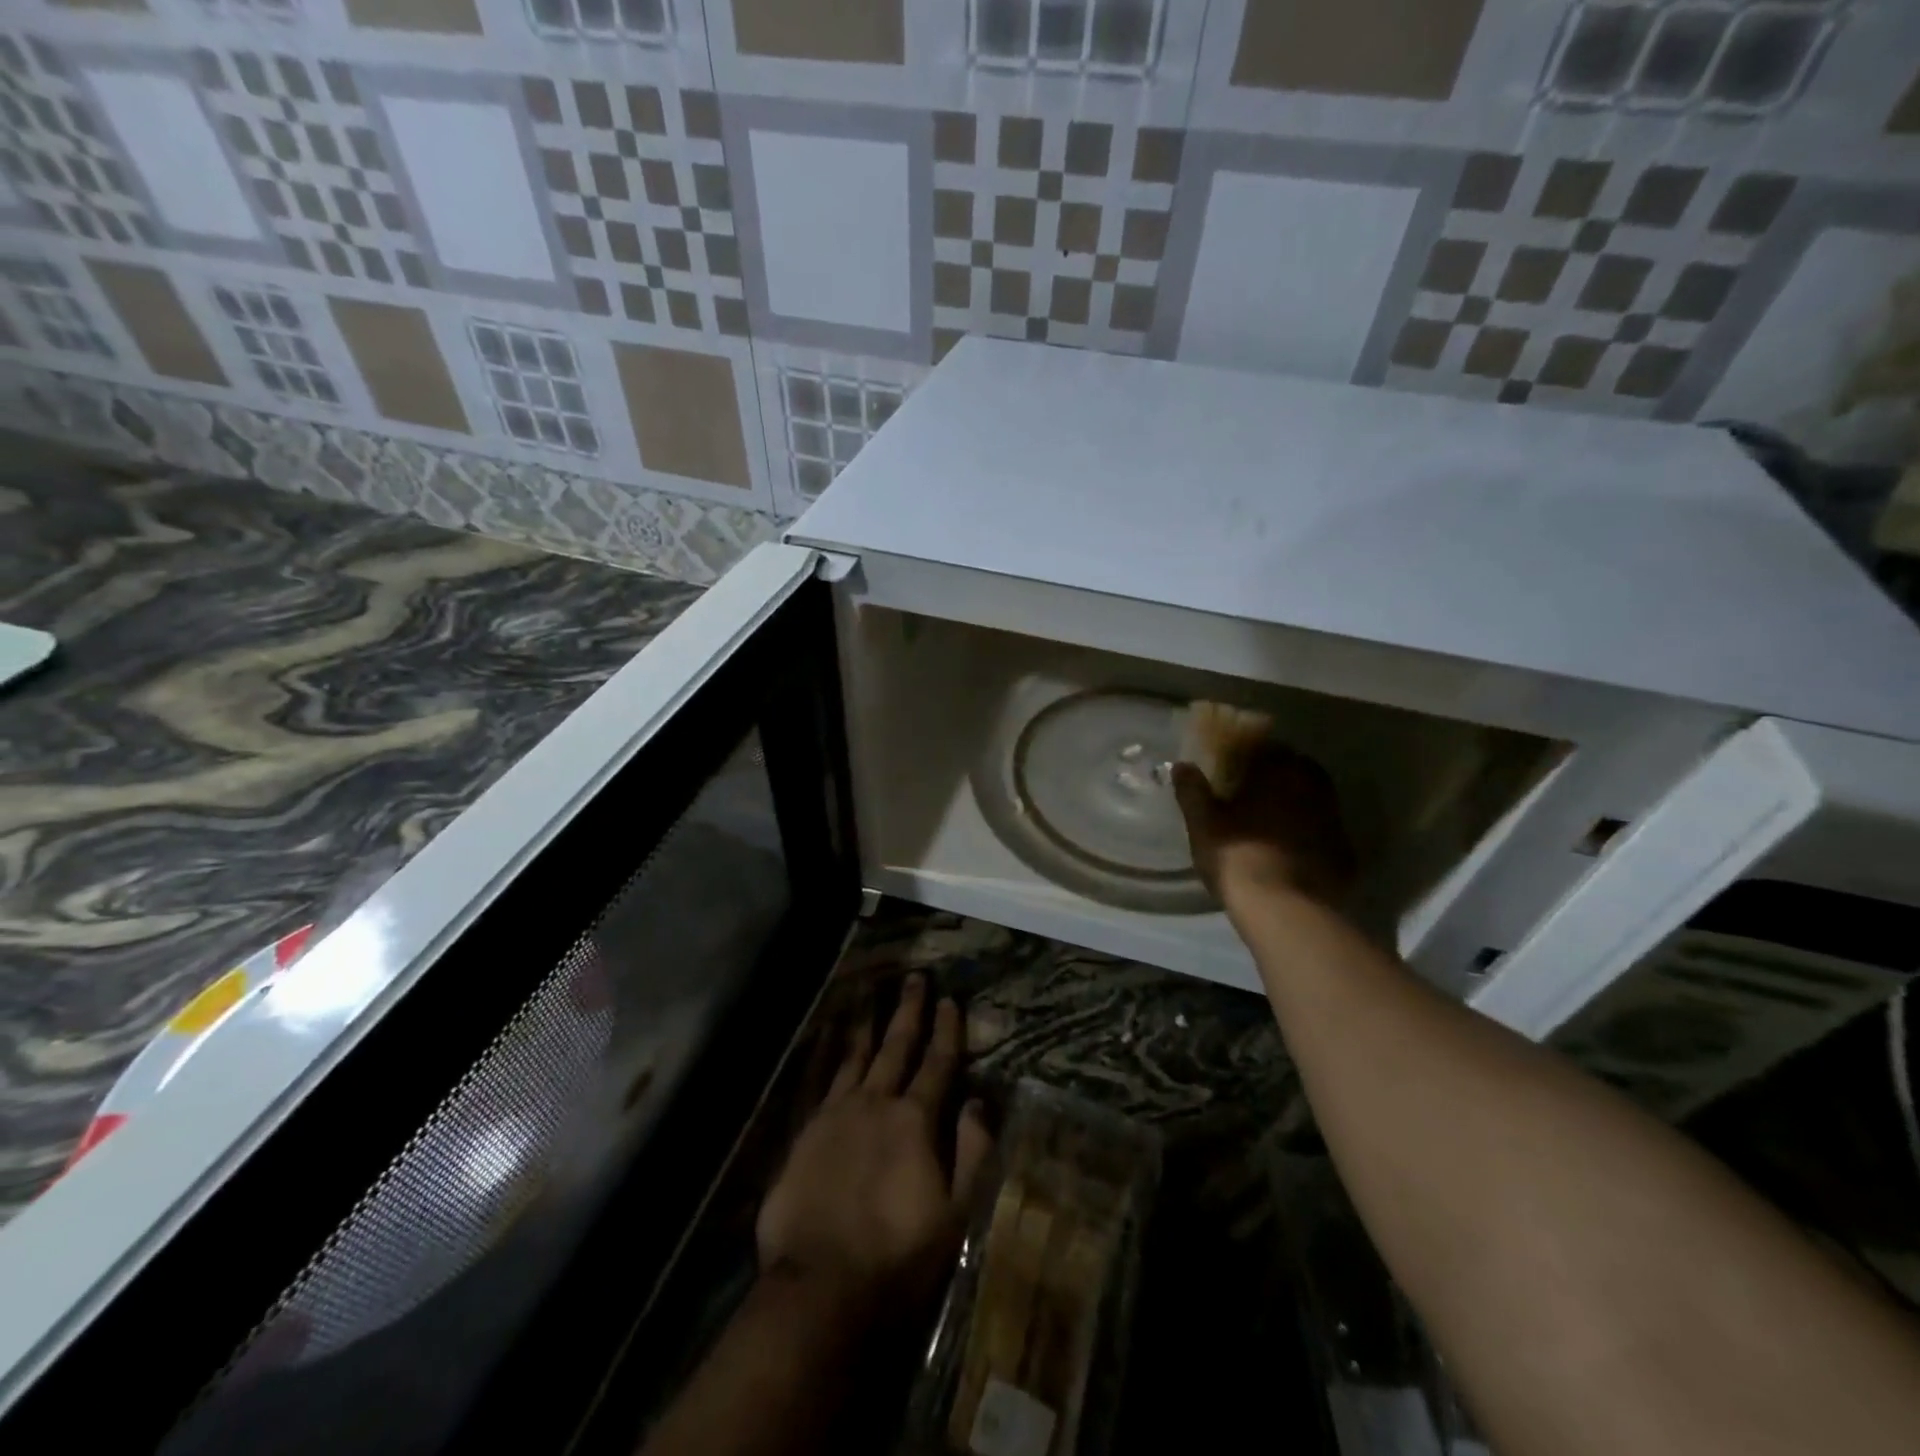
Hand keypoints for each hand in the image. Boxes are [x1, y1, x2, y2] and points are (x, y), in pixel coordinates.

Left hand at [756, 974, 992, 1323]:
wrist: (819, 1286)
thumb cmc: (896, 1256)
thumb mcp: (955, 1214)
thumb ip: (971, 1152)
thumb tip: (980, 1101)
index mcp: (915, 1121)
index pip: (937, 1064)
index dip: (947, 1030)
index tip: (951, 999)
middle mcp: (876, 1103)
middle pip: (896, 1047)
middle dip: (909, 1011)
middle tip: (915, 978)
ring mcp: (836, 1114)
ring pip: (856, 1056)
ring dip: (868, 1024)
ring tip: (871, 994)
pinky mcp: (806, 1131)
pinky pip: (822, 1080)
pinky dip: (830, 1055)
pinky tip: (831, 1041)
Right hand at [1171, 747, 1356, 911]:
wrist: (1286, 912)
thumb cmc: (1239, 858)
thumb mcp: (1204, 825)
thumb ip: (1193, 792)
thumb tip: (1181, 765)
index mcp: (1278, 773)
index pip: (1267, 747)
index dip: (1249, 754)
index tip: (1234, 765)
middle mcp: (1312, 788)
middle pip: (1296, 770)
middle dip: (1276, 776)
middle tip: (1252, 792)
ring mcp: (1334, 820)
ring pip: (1313, 799)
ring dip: (1295, 803)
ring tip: (1270, 822)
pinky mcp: (1345, 852)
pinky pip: (1324, 831)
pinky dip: (1310, 833)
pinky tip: (1292, 850)